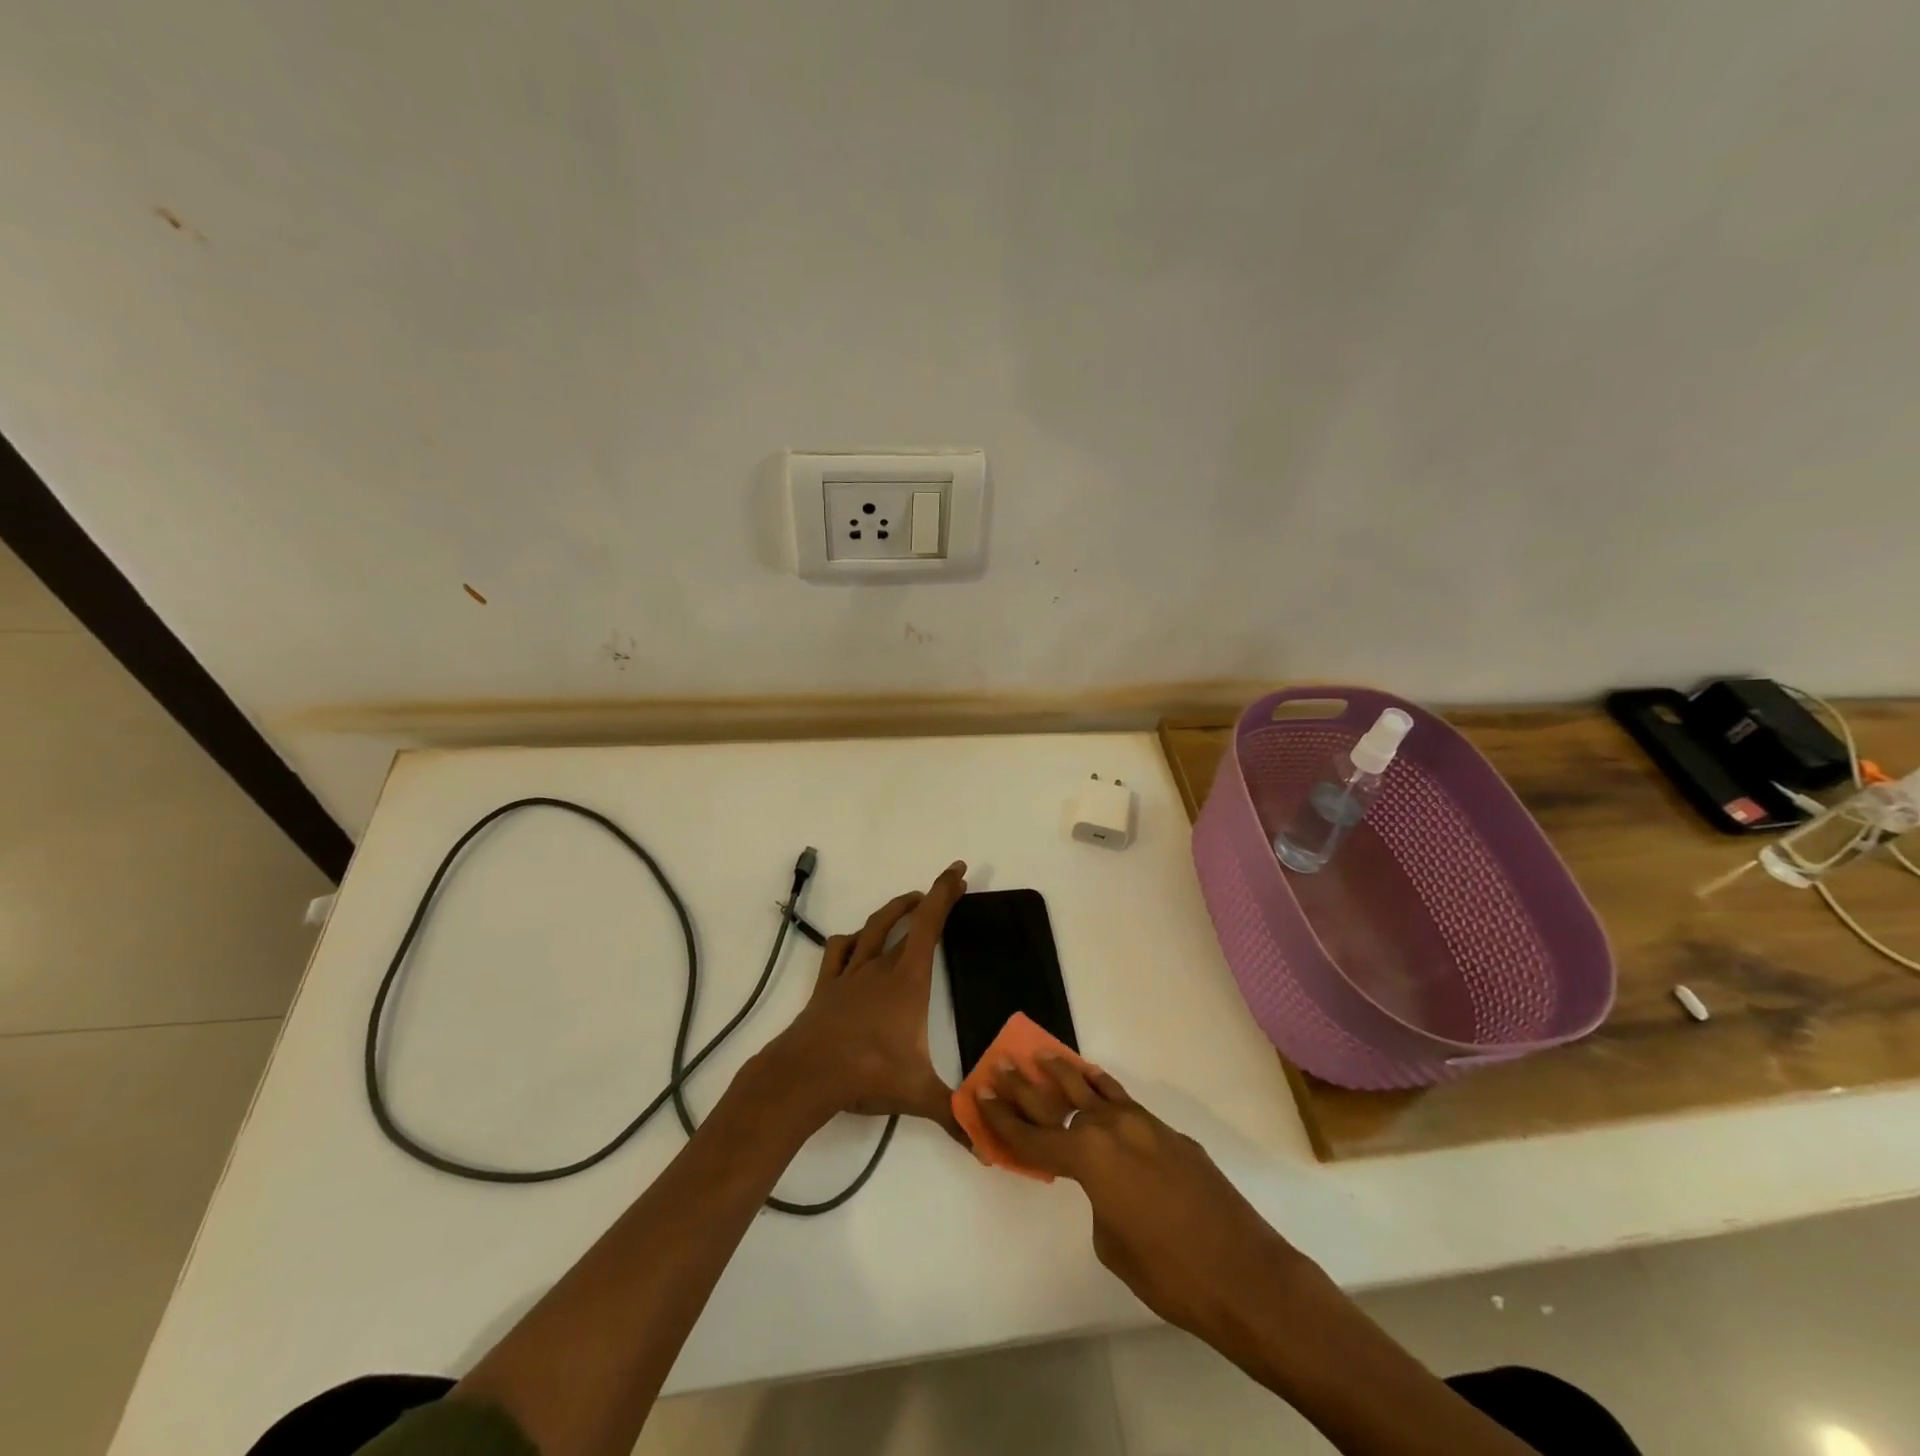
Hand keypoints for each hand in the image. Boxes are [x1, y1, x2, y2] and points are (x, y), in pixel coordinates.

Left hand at [762, 861, 968, 1139]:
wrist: (805, 1075)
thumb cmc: (866, 1073)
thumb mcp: (916, 1094)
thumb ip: (953, 1114)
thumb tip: (985, 1146)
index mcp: (908, 980)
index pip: (930, 924)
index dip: (945, 894)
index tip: (958, 871)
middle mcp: (880, 967)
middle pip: (908, 920)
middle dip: (930, 900)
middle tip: (948, 887)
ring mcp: (850, 974)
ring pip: (874, 928)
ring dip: (894, 910)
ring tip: (909, 902)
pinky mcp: (826, 987)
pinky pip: (839, 951)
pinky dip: (851, 940)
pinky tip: (856, 942)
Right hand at [976, 1058, 1305, 1354]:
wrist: (1243, 1273)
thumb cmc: (1169, 1272)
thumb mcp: (1112, 1245)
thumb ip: (1098, 1201)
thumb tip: (1106, 1185)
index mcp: (1089, 1157)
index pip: (1034, 1136)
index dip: (1003, 1120)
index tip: (980, 1095)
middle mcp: (1111, 1128)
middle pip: (1058, 1101)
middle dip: (1025, 1086)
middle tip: (1002, 1064)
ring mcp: (1143, 1126)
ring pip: (1094, 1090)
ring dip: (1065, 1073)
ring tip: (1042, 1054)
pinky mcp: (1169, 1133)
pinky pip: (1125, 1104)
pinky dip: (1104, 1091)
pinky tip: (1095, 1081)